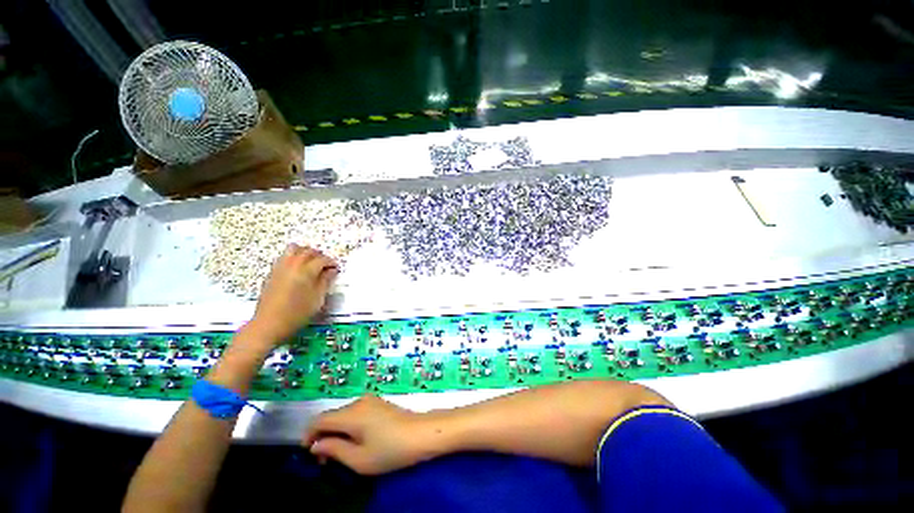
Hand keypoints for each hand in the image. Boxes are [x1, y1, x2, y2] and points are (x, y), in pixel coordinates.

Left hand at [248, 244, 337, 344]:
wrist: (269, 324)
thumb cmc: (297, 314)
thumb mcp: (317, 299)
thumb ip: (325, 282)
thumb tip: (331, 271)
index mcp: (306, 271)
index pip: (322, 260)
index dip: (331, 263)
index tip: (336, 268)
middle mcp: (293, 265)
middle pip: (308, 251)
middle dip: (319, 255)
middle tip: (326, 264)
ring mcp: (280, 267)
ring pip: (294, 249)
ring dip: (305, 252)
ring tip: (311, 262)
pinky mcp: (272, 272)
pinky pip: (285, 256)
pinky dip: (294, 257)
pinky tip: (298, 268)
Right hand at [303, 396, 446, 474]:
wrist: (420, 434)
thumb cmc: (390, 450)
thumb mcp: (358, 459)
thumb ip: (334, 449)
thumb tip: (317, 444)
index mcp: (352, 414)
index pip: (320, 419)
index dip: (309, 435)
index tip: (309, 453)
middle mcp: (359, 401)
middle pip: (332, 416)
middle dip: (324, 436)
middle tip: (325, 460)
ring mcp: (370, 400)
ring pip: (344, 415)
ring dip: (336, 432)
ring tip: (340, 453)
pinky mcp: (378, 403)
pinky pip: (355, 413)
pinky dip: (349, 426)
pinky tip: (355, 440)